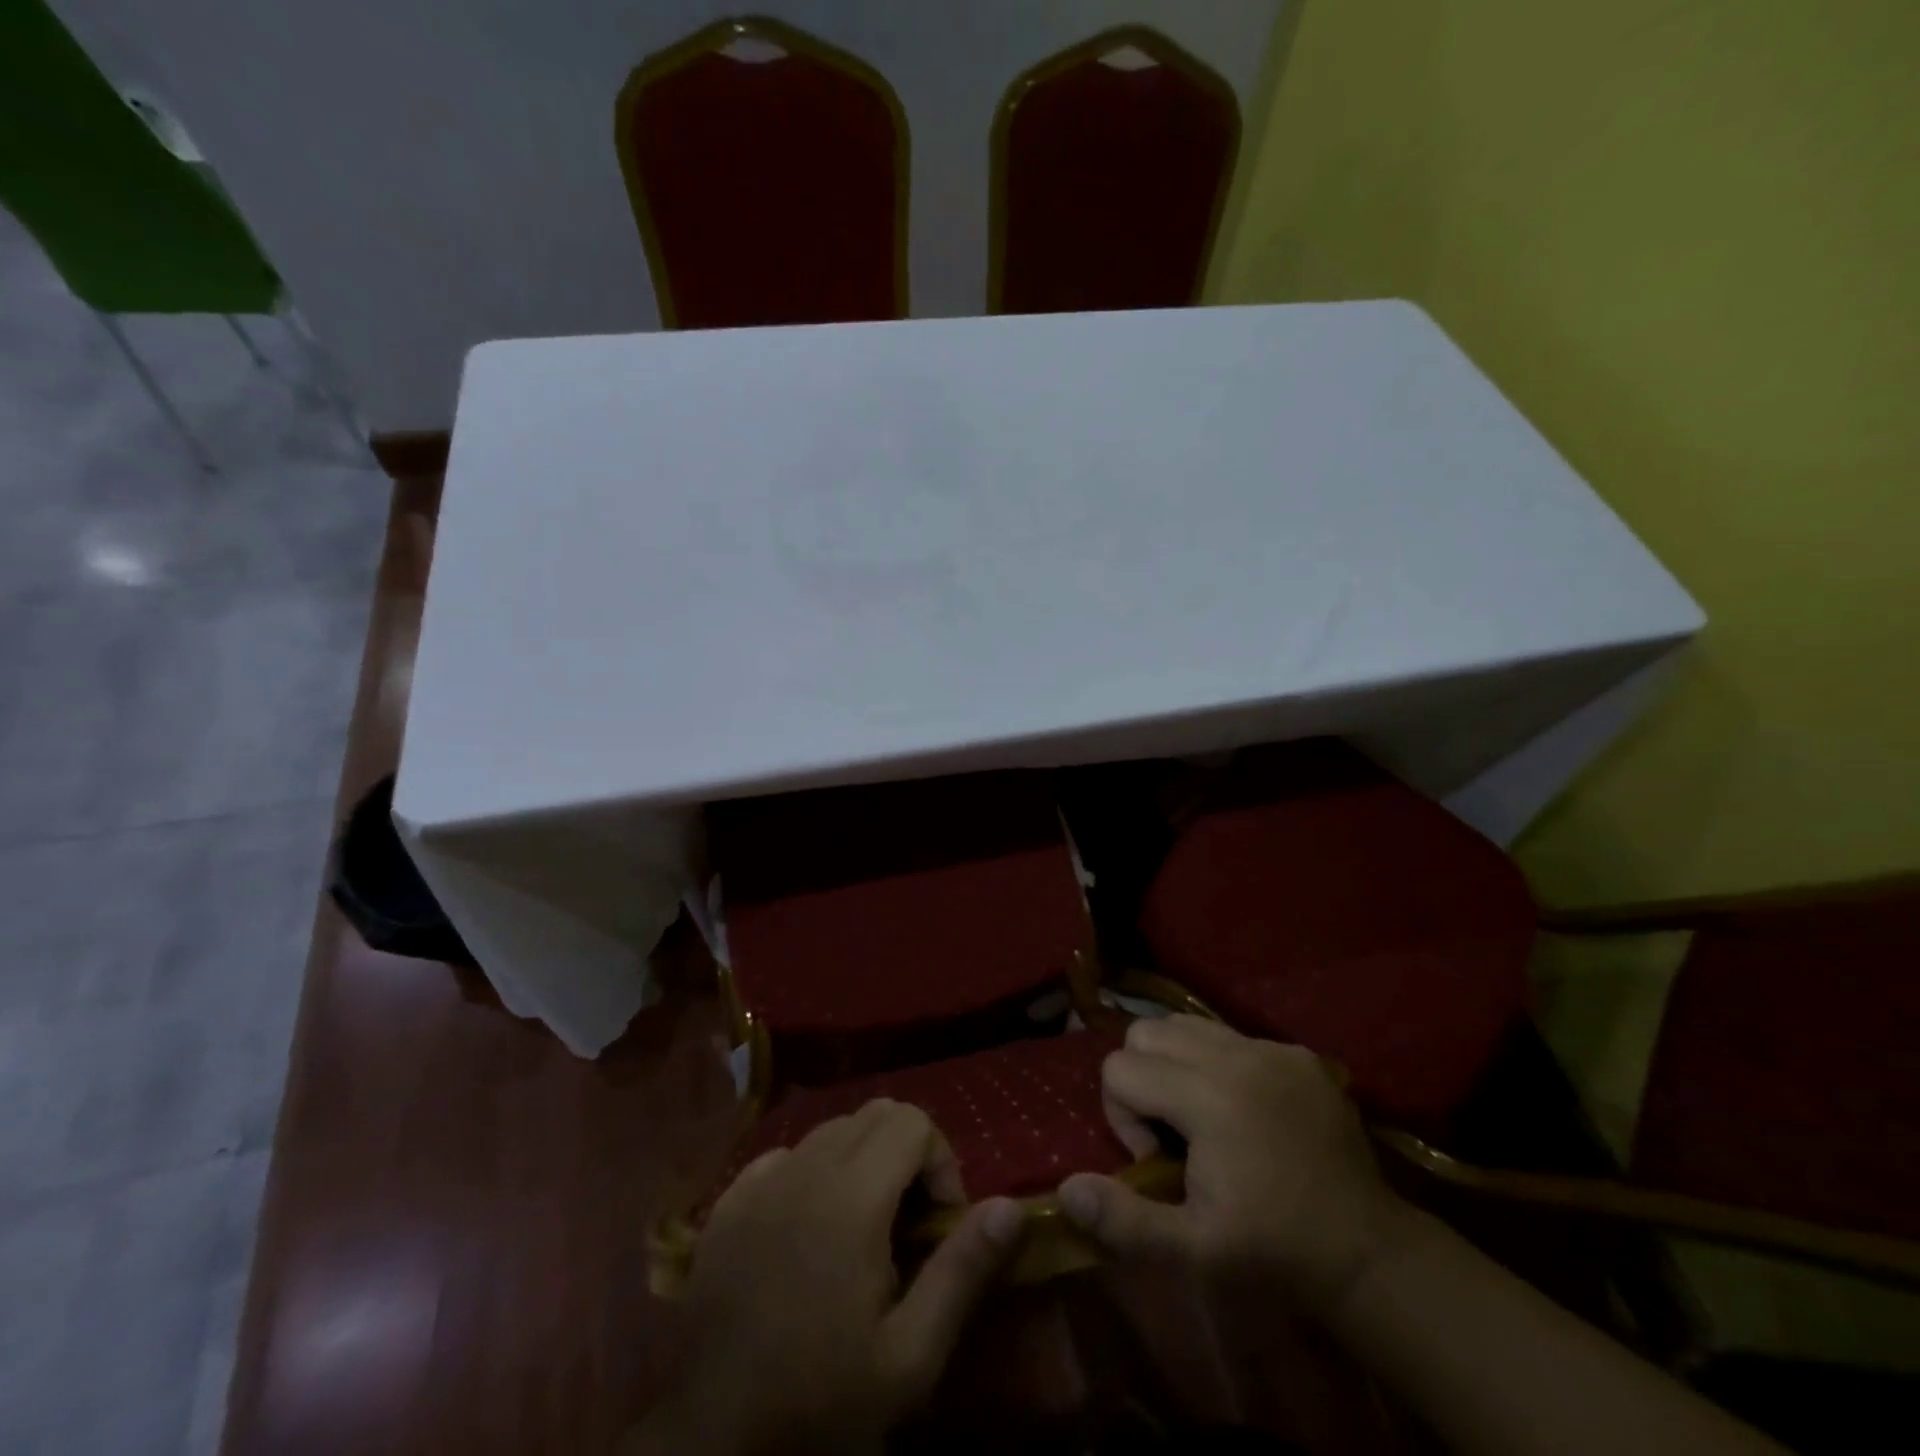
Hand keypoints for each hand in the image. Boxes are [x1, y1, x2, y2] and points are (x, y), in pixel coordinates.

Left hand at [631, 1099, 1025, 1454]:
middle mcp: (805, 1168)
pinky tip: (809, 1231)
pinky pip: (785, 1155)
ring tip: (863, 1228)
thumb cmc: (818, 1403)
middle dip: (907, 1153)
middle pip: (875, 1113)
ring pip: (831, 1130)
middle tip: (908, 1222)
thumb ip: (963, 1271)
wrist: (710, 1442)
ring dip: (862, 1160)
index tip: (938, 1222)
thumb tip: (1010, 1205)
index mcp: (852, 1197)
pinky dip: (812, 1173)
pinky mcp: (728, 1202)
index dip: (940, 1160)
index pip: (912, 1120)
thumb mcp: (909, 1358)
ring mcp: (760, 1181)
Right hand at [1058, 1016, 1410, 1317]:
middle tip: (1172, 1130)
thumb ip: (1124, 1220)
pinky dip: (1220, 1063)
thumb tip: (1067, 1188)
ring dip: (1176, 1062)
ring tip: (1200, 1114)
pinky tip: (1245, 1110)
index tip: (1157, 1160)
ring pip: (1186, 1024)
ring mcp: (1271, 1048)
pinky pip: (1233, 1036)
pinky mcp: (1298, 1053)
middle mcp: (1236, 1055)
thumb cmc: (1274, 1253)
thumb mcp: (1193, 1252)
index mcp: (1206, 1096)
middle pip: (1146, 1031)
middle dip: (1142, 1076)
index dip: (1122, 1115)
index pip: (1119, 1068)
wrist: (1370, 1255)